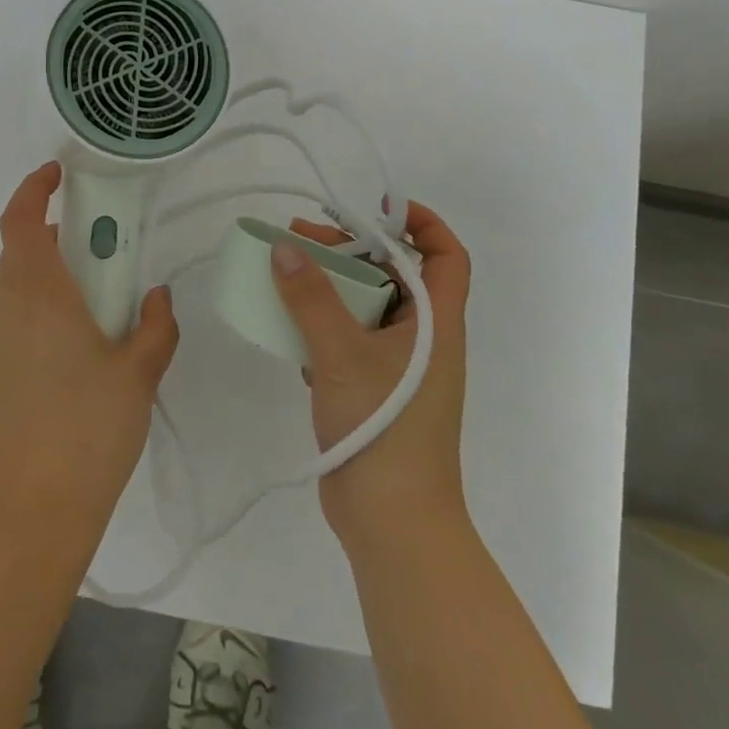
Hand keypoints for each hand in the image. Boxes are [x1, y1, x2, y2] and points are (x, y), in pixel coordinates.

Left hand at [0, 162, 179, 546]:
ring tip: (97, 306)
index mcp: (39, 295)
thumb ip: (156, 325)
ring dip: (51, 277)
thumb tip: (157, 296)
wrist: (34, 509)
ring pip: (18, 288)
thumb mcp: (140, 372)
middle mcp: (6, 309)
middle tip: (102, 250)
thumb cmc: (90, 429)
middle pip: (21, 251)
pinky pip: (15, 321)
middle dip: (57, 236)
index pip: (20, 221)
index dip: (34, 189)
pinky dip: (40, 311)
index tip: (57, 175)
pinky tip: (75, 352)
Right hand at [271, 202, 472, 547]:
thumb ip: (310, 298)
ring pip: (364, 309)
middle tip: (299, 238)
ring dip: (328, 288)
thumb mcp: (341, 353)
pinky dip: (320, 326)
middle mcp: (422, 340)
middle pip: (392, 275)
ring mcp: (396, 368)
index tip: (377, 206)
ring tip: (282, 273)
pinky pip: (347, 341)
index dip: (421, 222)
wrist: (392, 522)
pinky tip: (286, 328)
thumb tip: (284, 248)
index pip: (445, 256)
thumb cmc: (383, 427)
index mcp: (436, 324)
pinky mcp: (371, 391)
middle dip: (349, 250)